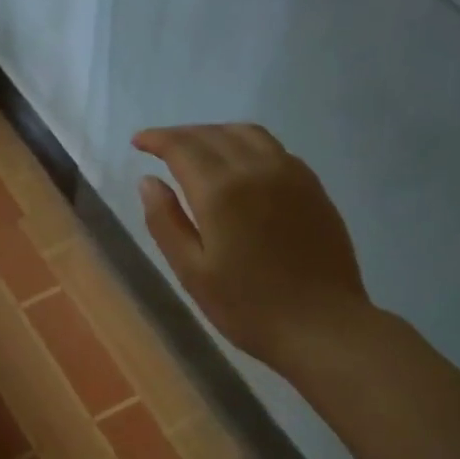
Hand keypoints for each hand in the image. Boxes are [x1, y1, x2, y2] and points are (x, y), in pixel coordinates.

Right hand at [133, 124, 371, 369]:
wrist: (321, 325)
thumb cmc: (247, 307)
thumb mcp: (191, 272)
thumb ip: (165, 222)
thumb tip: (148, 181)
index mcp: (221, 191)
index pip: (182, 147)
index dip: (157, 139)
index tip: (138, 141)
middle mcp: (256, 169)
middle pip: (213, 134)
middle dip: (182, 134)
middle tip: (161, 146)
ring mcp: (291, 174)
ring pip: (247, 134)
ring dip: (215, 133)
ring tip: (198, 148)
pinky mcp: (312, 187)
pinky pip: (273, 149)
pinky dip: (246, 144)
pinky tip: (239, 165)